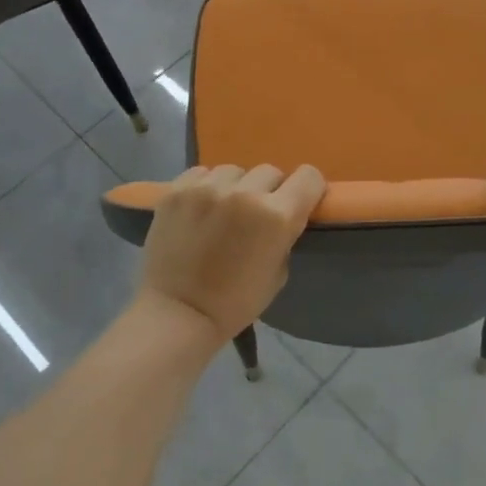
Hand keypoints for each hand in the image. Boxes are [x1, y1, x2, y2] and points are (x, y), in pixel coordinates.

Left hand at [136, 164, 326, 341]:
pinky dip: (206, 186)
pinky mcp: (176, 190)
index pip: (309, 176)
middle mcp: (245, 193)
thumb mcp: (279, 272)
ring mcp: (207, 188)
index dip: (307, 188)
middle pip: (270, 171)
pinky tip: (200, 209)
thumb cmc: (235, 302)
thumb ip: (284, 235)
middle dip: (268, 191)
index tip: (299, 201)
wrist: (177, 314)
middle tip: (255, 215)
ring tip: (223, 211)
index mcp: (276, 216)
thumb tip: (281, 216)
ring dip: (235, 187)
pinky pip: (202, 173)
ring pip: (234, 171)